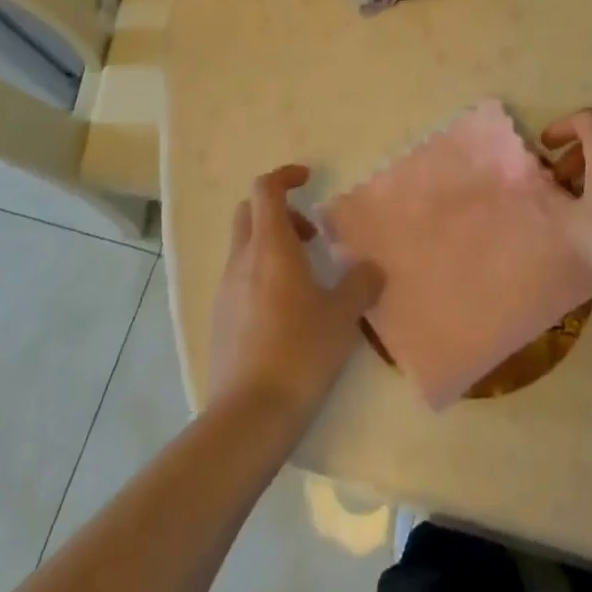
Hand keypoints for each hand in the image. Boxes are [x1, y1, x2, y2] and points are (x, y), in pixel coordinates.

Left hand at [207, 165, 383, 428]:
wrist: (248, 415)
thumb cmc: (300, 352)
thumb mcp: (341, 316)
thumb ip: (359, 284)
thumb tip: (371, 269)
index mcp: (270, 247)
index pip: (265, 189)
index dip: (285, 176)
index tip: (308, 179)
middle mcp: (242, 261)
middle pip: (249, 213)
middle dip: (278, 211)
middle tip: (310, 234)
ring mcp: (225, 291)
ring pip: (244, 248)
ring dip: (271, 246)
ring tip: (305, 279)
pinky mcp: (220, 320)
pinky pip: (240, 280)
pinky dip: (261, 276)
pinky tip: (286, 312)